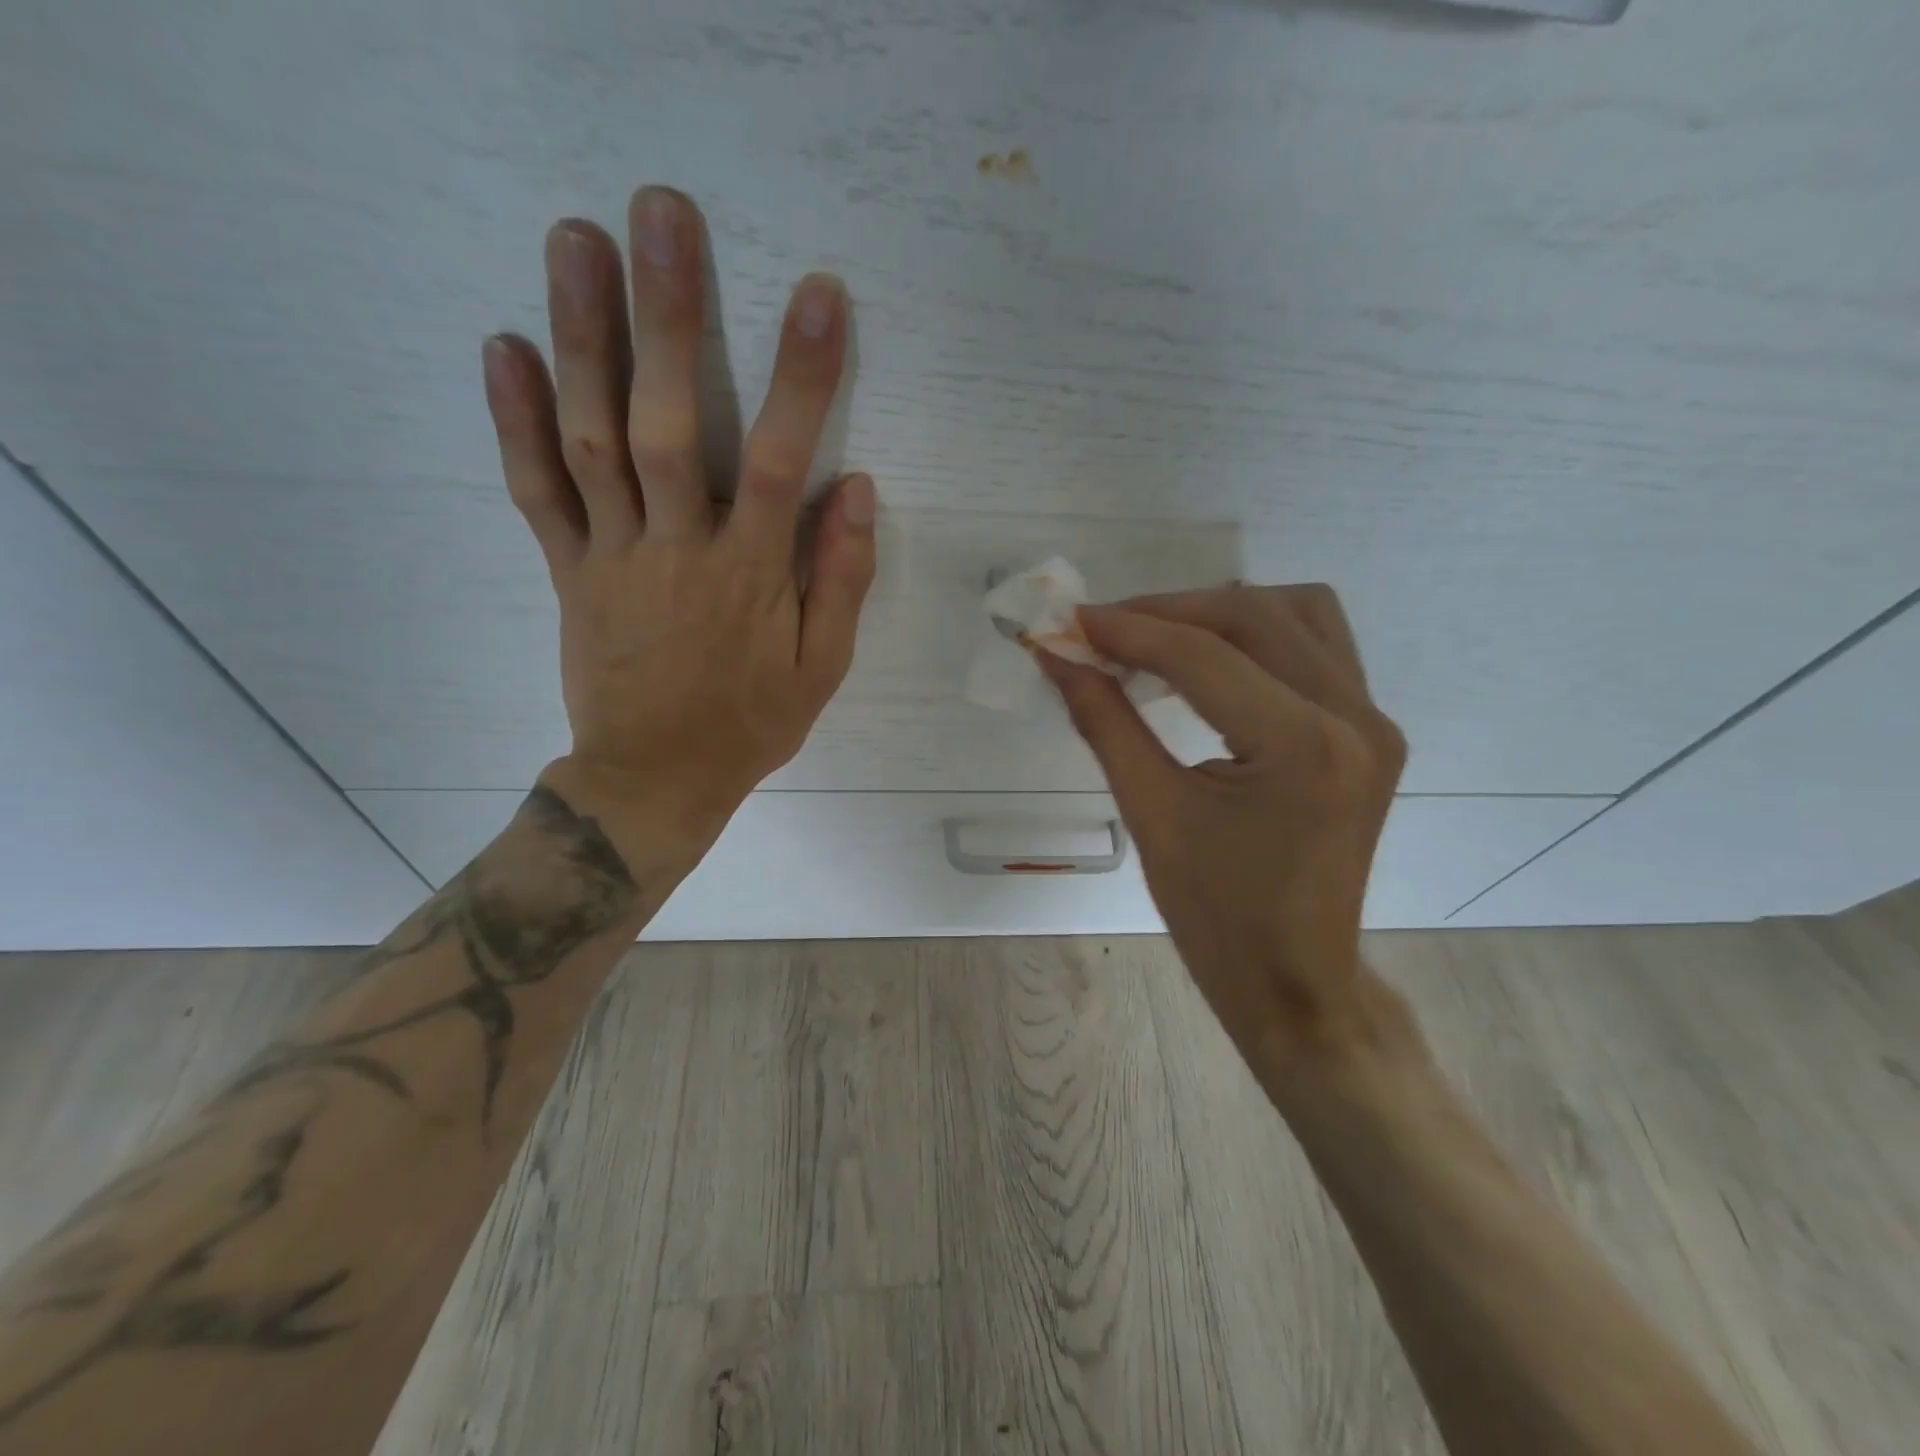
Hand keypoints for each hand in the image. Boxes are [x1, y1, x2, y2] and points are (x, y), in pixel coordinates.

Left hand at [480, 186, 874, 866]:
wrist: (654, 779)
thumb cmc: (749, 724)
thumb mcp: (821, 669)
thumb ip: (842, 580)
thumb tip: (858, 491)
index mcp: (750, 576)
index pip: (780, 461)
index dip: (802, 377)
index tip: (819, 295)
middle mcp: (677, 549)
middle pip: (669, 422)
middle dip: (668, 315)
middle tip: (661, 212)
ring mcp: (612, 555)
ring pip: (592, 438)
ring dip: (581, 336)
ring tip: (575, 239)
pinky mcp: (568, 570)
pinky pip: (537, 491)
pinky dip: (515, 420)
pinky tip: (504, 346)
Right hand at [1042, 585, 1418, 1084]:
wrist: (1294, 978)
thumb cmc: (1215, 914)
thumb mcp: (1150, 814)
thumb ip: (1104, 722)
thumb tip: (1059, 658)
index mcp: (1302, 747)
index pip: (1202, 656)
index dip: (1127, 630)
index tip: (1069, 621)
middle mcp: (1353, 718)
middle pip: (1253, 616)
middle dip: (1168, 611)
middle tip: (1103, 629)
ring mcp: (1373, 721)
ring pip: (1297, 613)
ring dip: (1220, 611)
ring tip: (1156, 635)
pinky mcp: (1370, 731)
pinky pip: (1318, 646)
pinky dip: (1259, 634)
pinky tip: (1212, 657)